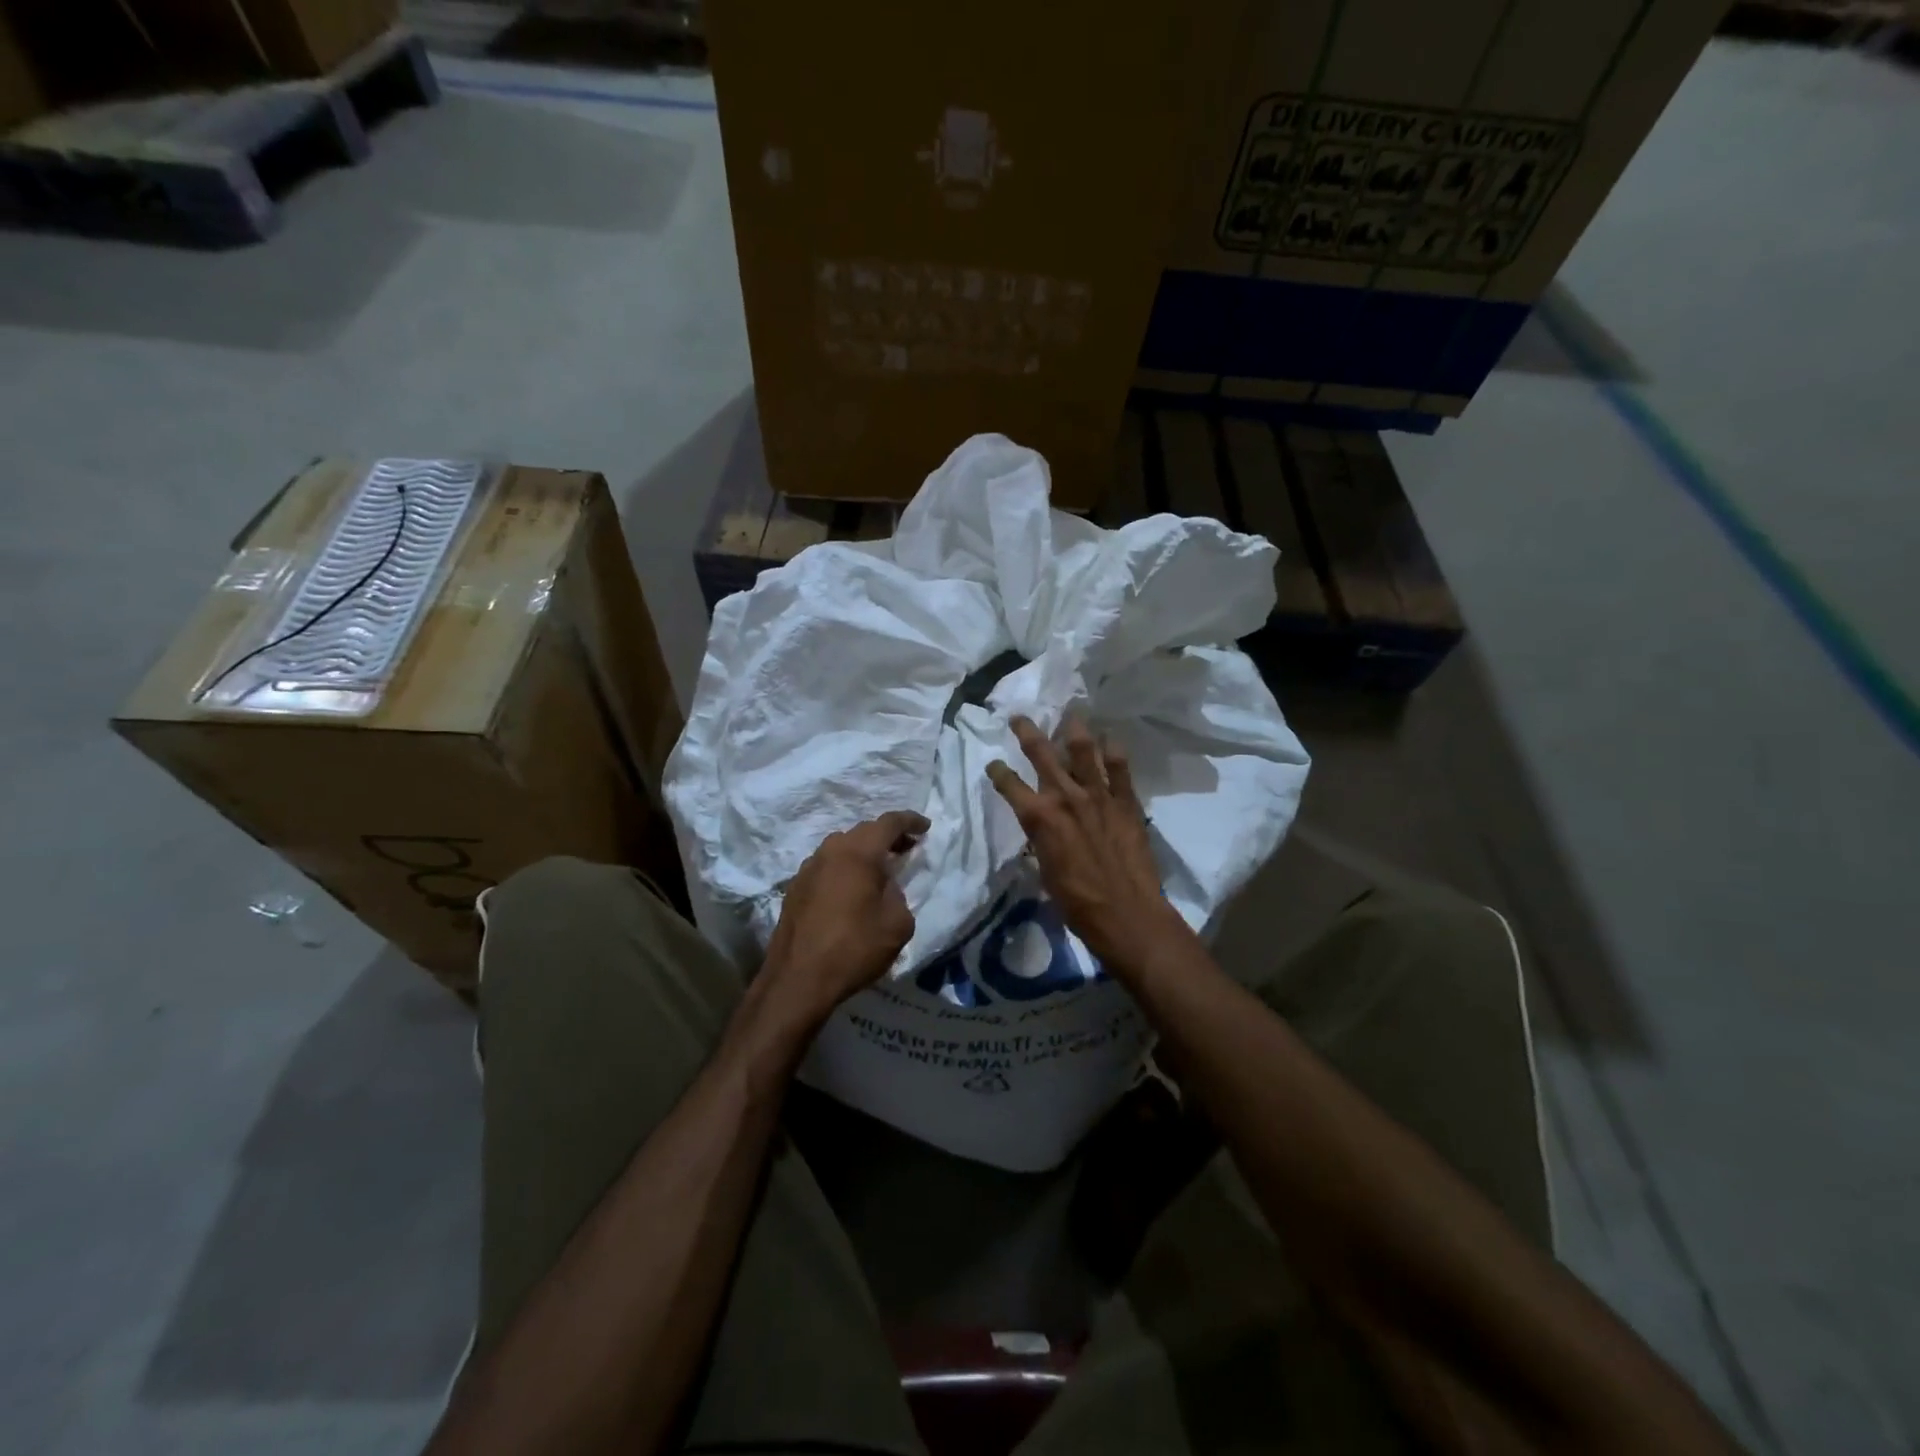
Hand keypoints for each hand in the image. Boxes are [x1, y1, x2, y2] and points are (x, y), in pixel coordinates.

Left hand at [760, 810, 928, 1025]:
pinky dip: (844, 868)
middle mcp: (831, 851)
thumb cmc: (854, 948)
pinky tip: (851, 890)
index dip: (910, 821)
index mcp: (859, 853)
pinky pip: (827, 866)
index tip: (925, 827)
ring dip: (863, 852)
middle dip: (888, 837)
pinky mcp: (795, 887)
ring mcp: (808, 867)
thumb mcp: (897, 924)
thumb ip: (898, 894)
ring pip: (842, 847)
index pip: (889, 822)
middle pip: (864, 831)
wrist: (798, 980)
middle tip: (906, 850)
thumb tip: (885, 886)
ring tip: (879, 870)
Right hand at [987, 716, 1192, 974]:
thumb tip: (1042, 832)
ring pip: (1083, 750)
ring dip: (1074, 729)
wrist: (1126, 913)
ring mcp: (1098, 796)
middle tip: (1019, 717)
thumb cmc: (1077, 902)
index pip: (1010, 785)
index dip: (998, 772)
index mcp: (1039, 818)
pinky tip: (1110, 739)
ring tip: (1070, 714)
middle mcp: (1065, 798)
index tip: (994, 764)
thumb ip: (1042, 842)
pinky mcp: (1126, 802)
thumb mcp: (1045, 872)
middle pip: (1041, 754)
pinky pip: (1120, 768)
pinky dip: (1114, 751)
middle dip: (1027, 732)